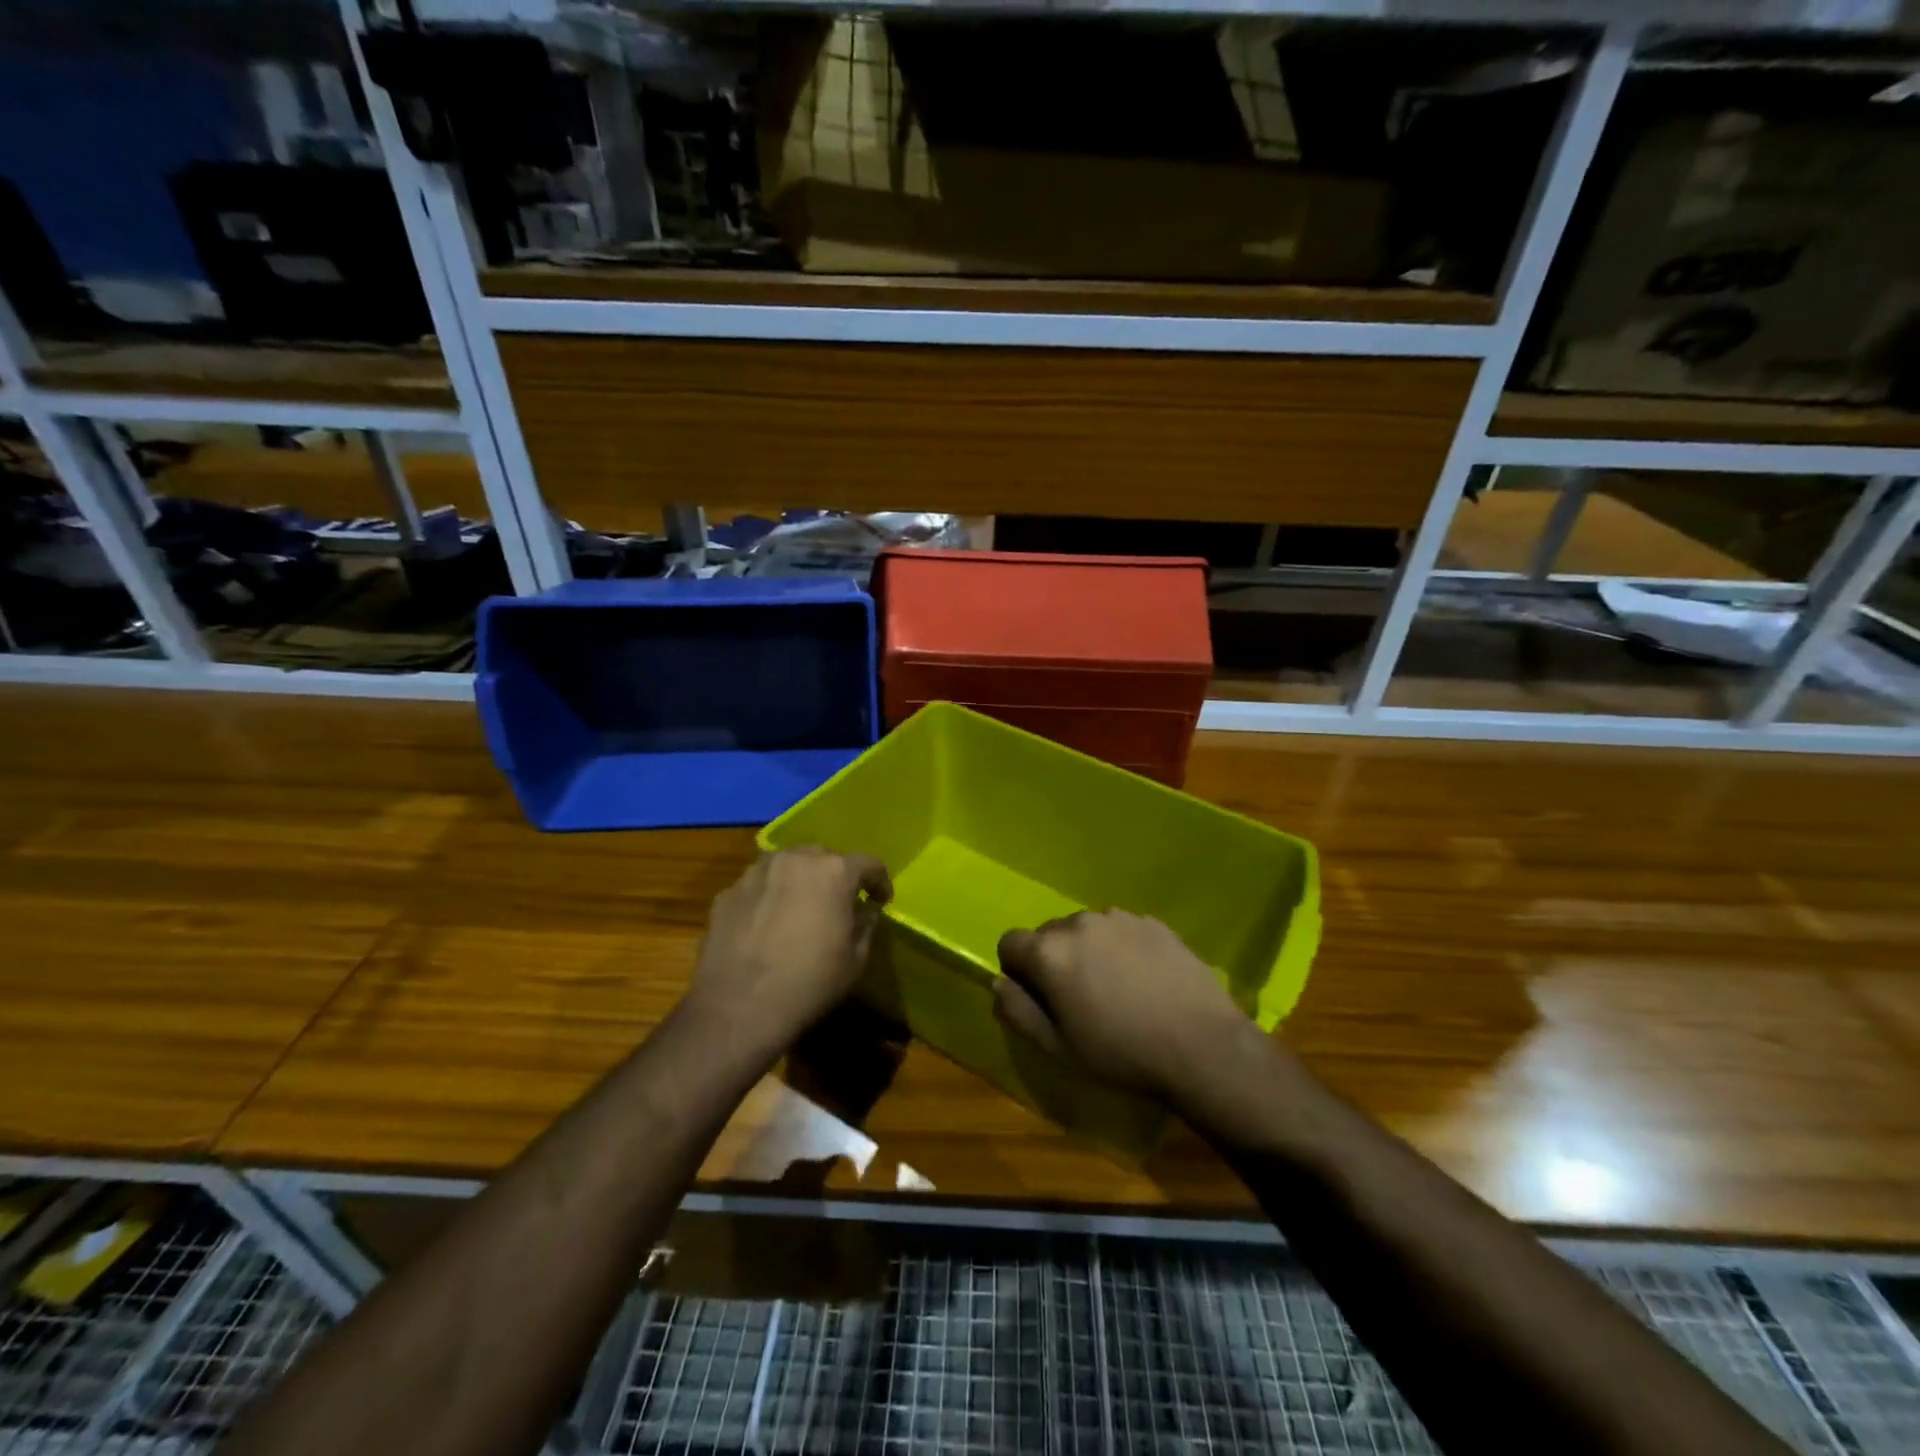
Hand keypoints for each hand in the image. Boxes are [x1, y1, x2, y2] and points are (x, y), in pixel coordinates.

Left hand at [686, 848, 891, 1054]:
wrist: (738, 1008)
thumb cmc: (810, 983)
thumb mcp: (856, 959)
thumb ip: (866, 924)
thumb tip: (864, 910)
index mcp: (834, 871)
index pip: (868, 863)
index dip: (879, 881)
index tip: (880, 900)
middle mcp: (795, 858)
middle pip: (824, 857)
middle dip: (836, 876)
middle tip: (839, 903)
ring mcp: (756, 872)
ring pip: (787, 865)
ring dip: (800, 880)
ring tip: (800, 908)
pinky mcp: (728, 892)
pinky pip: (759, 885)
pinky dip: (769, 897)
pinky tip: (767, 924)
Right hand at [994, 909, 1255, 1101]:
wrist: (1201, 1046)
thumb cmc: (1121, 1053)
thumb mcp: (1058, 1048)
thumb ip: (1018, 1011)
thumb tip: (998, 983)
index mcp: (1049, 952)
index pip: (1010, 942)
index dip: (1017, 971)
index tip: (1039, 999)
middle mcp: (1079, 922)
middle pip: (1049, 935)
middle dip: (1053, 961)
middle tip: (1078, 1000)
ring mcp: (1119, 917)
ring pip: (1086, 931)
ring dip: (1088, 952)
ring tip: (1116, 990)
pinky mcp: (1152, 921)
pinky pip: (1120, 931)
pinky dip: (1121, 949)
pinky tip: (1144, 981)